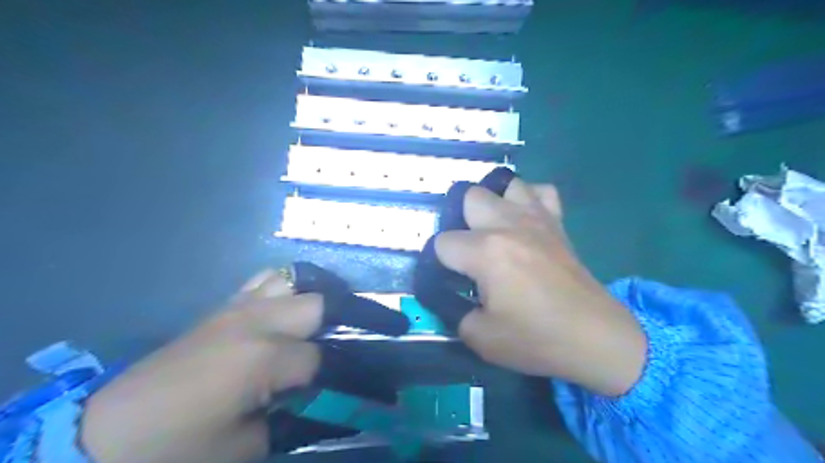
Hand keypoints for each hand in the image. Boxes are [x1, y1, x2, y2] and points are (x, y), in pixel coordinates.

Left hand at [80, 264, 407, 461]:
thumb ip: (294, 418)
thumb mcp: (245, 448)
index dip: (355, 375)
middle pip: (321, 304)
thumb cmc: (175, 450)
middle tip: (373, 331)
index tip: (380, 385)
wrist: (102, 434)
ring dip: (320, 298)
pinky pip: (265, 282)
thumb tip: (325, 397)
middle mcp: (256, 322)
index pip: (326, 360)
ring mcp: (237, 309)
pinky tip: (291, 309)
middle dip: (352, 317)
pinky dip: (288, 289)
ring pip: (295, 281)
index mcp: (263, 359)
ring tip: (334, 318)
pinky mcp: (223, 308)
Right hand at [416, 169, 646, 396]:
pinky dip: (528, 199)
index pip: (442, 242)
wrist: (594, 337)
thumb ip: (453, 311)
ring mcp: (535, 218)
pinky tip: (524, 220)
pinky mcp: (557, 222)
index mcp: (485, 252)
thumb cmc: (536, 338)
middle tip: (467, 249)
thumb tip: (447, 294)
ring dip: (493, 203)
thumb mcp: (480, 338)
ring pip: (505, 184)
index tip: (449, 278)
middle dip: (459, 220)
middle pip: (468, 196)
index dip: (438, 261)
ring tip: (493, 228)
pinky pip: (541, 191)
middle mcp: (507, 225)